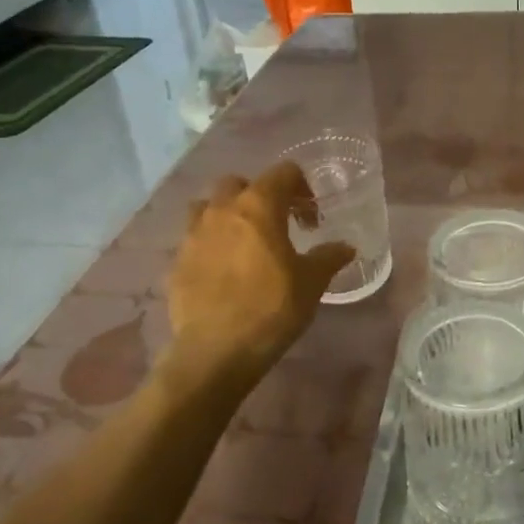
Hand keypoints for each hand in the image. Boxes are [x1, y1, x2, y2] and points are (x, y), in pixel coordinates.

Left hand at [165, 164, 354, 376]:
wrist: (216, 350)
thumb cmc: (272, 308)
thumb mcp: (311, 282)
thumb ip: (329, 257)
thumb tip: (346, 247)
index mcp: (258, 206)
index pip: (283, 172)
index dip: (302, 188)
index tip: (311, 218)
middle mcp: (222, 210)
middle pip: (240, 183)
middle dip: (261, 196)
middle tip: (278, 224)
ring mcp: (193, 234)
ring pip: (210, 206)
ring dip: (229, 214)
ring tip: (245, 242)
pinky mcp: (177, 261)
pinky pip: (195, 238)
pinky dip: (212, 243)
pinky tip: (225, 271)